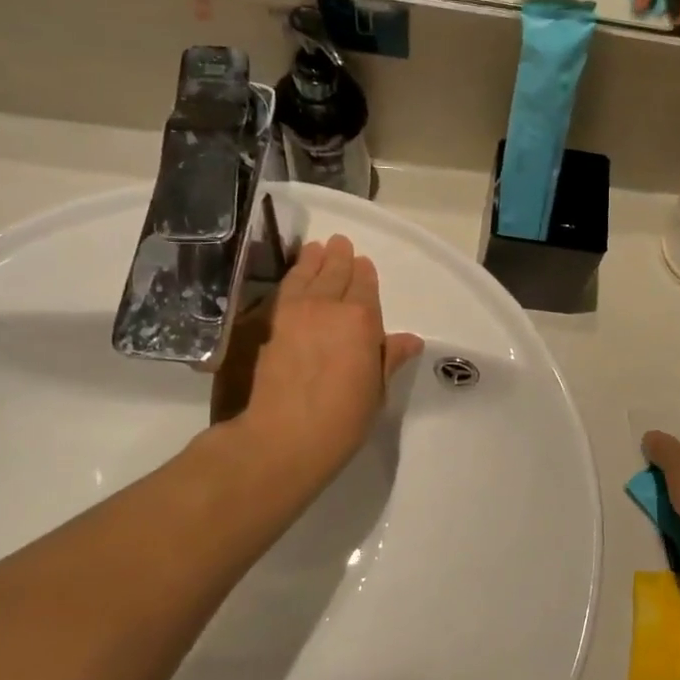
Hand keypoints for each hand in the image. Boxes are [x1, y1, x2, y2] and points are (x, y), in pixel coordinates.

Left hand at [215, 235, 423, 493]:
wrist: (283, 436)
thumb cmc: (343, 417)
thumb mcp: (377, 389)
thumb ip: (389, 358)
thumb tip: (410, 340)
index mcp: (361, 320)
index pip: (365, 286)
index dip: (364, 274)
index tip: (363, 262)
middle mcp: (328, 307)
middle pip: (334, 274)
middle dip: (338, 257)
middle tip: (339, 242)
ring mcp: (294, 314)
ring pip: (305, 276)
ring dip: (312, 260)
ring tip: (315, 248)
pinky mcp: (269, 327)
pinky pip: (284, 292)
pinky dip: (291, 279)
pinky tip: (293, 278)